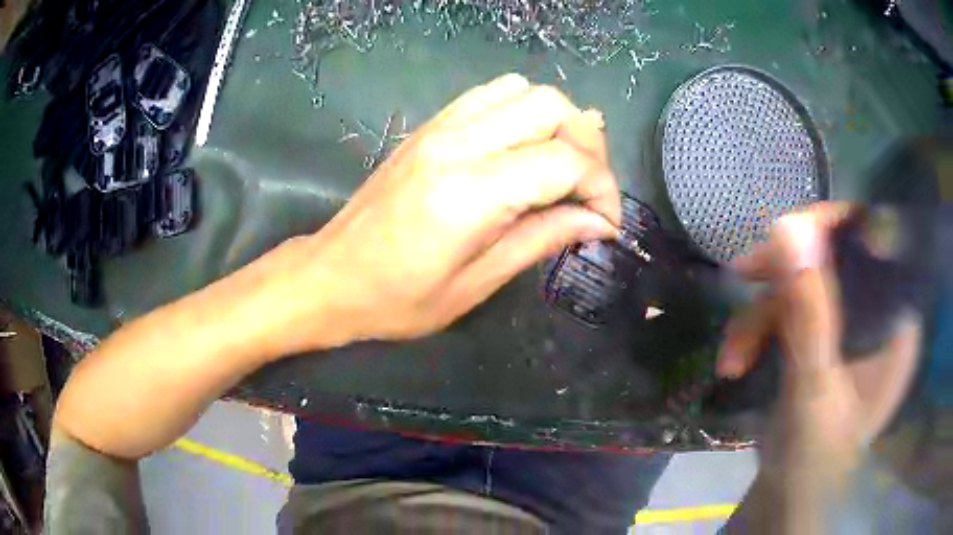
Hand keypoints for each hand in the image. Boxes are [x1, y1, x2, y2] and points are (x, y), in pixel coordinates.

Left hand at [263, 74, 620, 352]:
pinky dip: (521, 111)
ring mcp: (439, 127)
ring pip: (522, 90)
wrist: (330, 276)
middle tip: (586, 190)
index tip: (606, 222)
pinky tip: (521, 149)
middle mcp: (457, 144)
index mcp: (469, 193)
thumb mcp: (476, 285)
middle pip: (551, 106)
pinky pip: (489, 94)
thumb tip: (598, 222)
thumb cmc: (397, 299)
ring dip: (556, 122)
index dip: (601, 187)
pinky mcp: (428, 126)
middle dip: (587, 144)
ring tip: (559, 167)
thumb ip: (542, 240)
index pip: (565, 160)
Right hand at [716, 203, 921, 488]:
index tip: (790, 232)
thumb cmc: (815, 460)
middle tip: (745, 276)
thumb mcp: (814, 388)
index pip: (878, 242)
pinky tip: (735, 360)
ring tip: (732, 356)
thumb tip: (789, 228)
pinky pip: (787, 311)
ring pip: (803, 286)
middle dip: (785, 273)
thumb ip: (810, 314)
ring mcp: (845, 327)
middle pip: (835, 259)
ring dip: (760, 315)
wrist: (785, 499)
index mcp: (895, 324)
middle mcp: (876, 316)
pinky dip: (756, 331)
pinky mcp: (819, 340)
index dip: (837, 226)